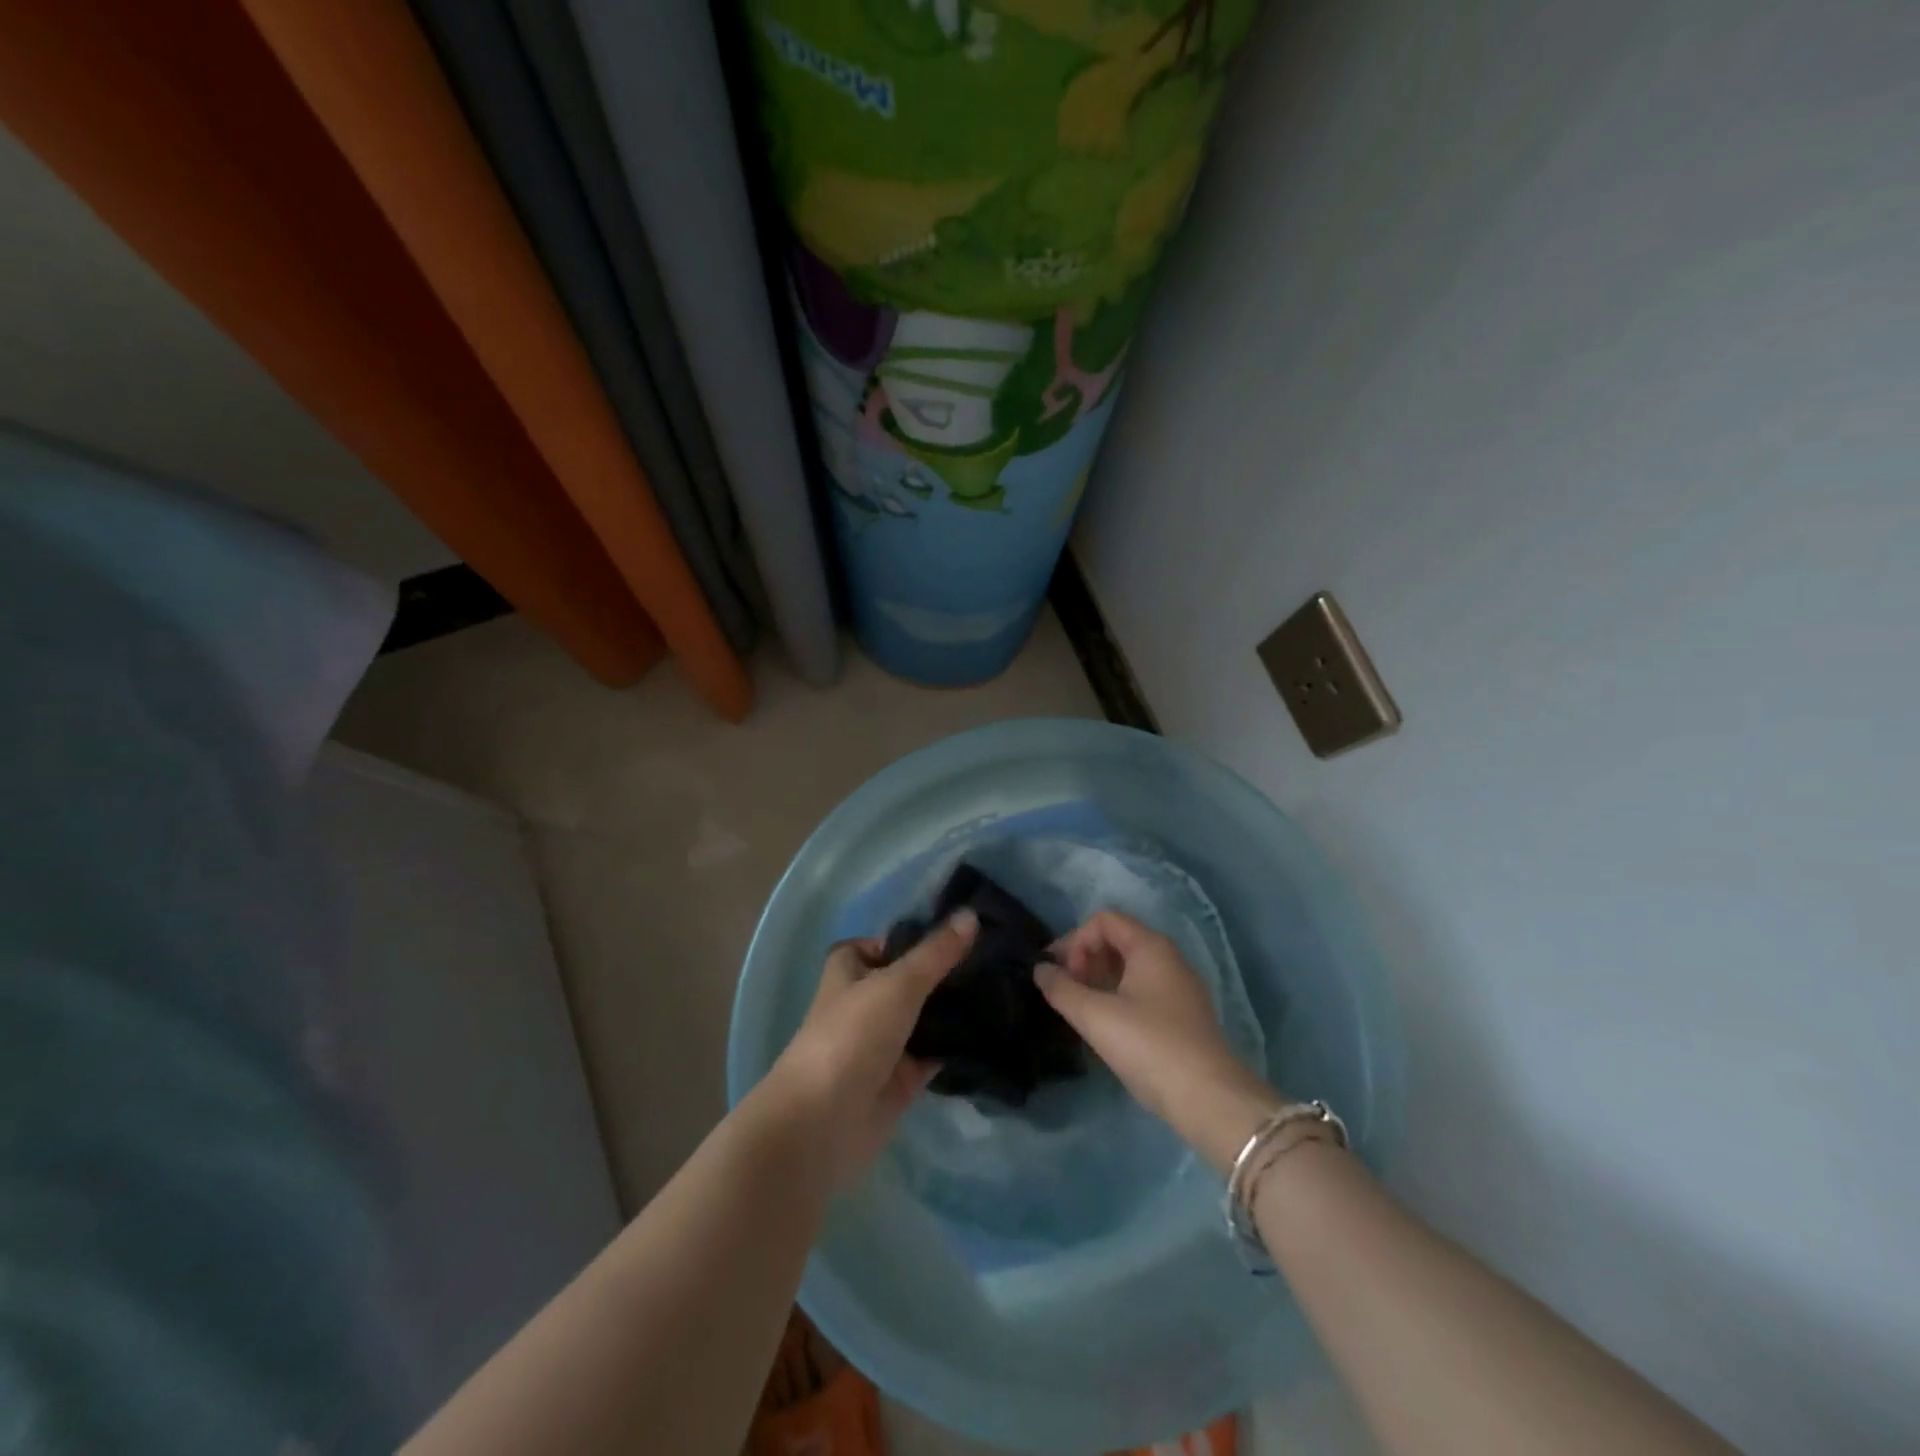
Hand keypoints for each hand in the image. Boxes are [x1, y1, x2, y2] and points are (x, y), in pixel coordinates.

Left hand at [760, 910, 975, 1187]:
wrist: (823, 1124)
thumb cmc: (851, 1036)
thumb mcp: (897, 983)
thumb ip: (936, 953)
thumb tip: (970, 914)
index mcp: (850, 971)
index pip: (883, 944)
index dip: (914, 938)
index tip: (959, 932)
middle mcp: (865, 1002)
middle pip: (910, 980)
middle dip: (945, 972)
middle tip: (997, 956)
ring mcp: (883, 1043)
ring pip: (925, 1017)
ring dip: (955, 1008)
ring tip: (1006, 986)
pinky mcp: (901, 1079)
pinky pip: (935, 1053)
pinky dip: (958, 1045)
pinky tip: (995, 1029)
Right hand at [1039, 910, 1282, 1171]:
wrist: (1208, 1099)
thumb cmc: (1149, 1045)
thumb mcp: (1096, 1016)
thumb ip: (1061, 989)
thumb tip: (1040, 969)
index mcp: (1151, 946)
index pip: (1104, 921)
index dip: (1075, 941)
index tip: (1061, 975)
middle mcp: (1168, 957)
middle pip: (1117, 940)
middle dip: (1085, 959)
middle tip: (1066, 991)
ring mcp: (1179, 987)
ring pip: (1129, 967)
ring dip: (1099, 980)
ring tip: (1080, 1009)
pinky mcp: (1182, 1015)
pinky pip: (1142, 990)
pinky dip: (1117, 996)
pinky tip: (1106, 1026)